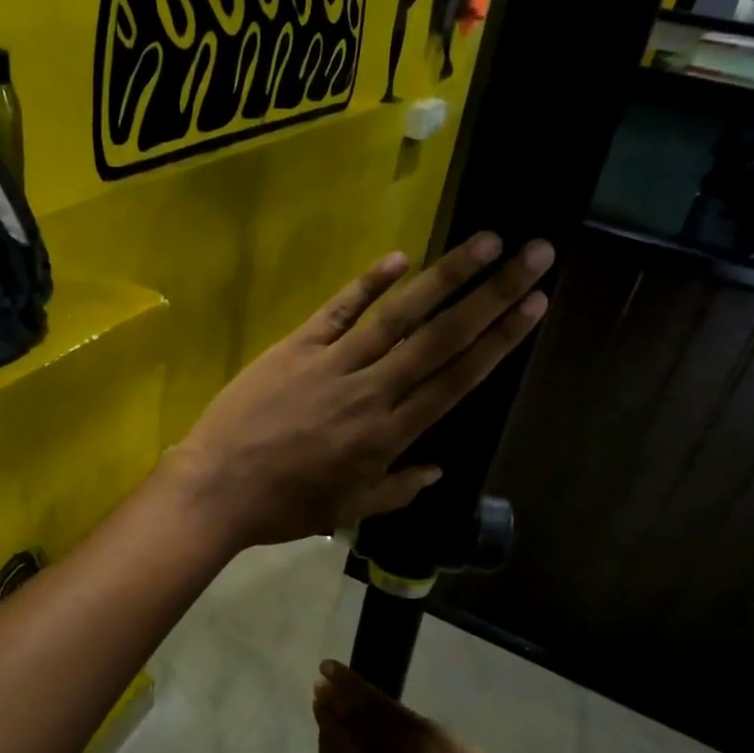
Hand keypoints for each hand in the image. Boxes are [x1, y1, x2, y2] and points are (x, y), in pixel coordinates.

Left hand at [162, 233, 553, 549]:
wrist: (218, 488)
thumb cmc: (285, 506)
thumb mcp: (348, 510)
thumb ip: (397, 489)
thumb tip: (437, 471)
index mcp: (388, 434)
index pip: (456, 379)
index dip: (499, 340)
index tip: (535, 306)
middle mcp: (371, 391)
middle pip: (441, 337)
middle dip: (492, 294)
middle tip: (535, 255)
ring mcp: (332, 364)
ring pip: (398, 316)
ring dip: (444, 277)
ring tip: (485, 242)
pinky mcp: (295, 347)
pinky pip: (338, 310)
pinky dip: (368, 283)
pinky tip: (400, 258)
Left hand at [311, 660, 541, 752]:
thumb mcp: (436, 735)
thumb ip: (393, 718)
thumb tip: (357, 695)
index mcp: (400, 747)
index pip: (357, 707)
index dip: (341, 684)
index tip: (327, 667)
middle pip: (336, 733)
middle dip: (329, 708)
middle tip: (324, 689)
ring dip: (326, 736)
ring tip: (328, 718)